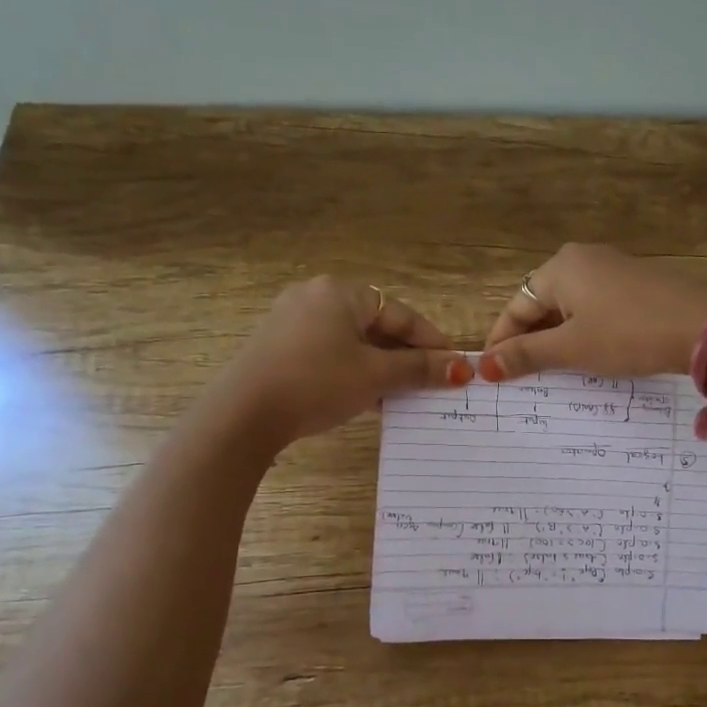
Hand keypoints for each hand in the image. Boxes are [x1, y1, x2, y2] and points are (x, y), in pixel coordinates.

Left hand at [219, 276, 471, 446]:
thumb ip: (420, 369)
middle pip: (377, 326)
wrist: (244, 413)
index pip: (402, 315)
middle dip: (407, 357)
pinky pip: (330, 352)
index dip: (433, 343)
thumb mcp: (376, 376)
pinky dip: (354, 370)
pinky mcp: (279, 345)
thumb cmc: (317, 383)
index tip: (456, 367)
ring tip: (405, 395)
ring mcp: (293, 320)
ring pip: (354, 341)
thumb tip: (462, 369)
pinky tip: (368, 398)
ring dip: (382, 367)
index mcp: (342, 292)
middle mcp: (316, 296)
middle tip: (432, 383)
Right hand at [480, 243, 706, 379]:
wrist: (704, 326)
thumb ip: (528, 355)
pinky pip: (596, 307)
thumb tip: (484, 366)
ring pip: (571, 307)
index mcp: (560, 268)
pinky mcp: (637, 284)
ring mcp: (614, 269)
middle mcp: (583, 259)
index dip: (501, 340)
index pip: (516, 306)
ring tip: (552, 372)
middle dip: (530, 339)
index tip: (491, 372)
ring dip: (557, 338)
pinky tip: (589, 355)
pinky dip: (584, 331)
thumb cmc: (628, 335)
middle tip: (521, 376)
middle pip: (542, 303)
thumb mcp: (573, 348)